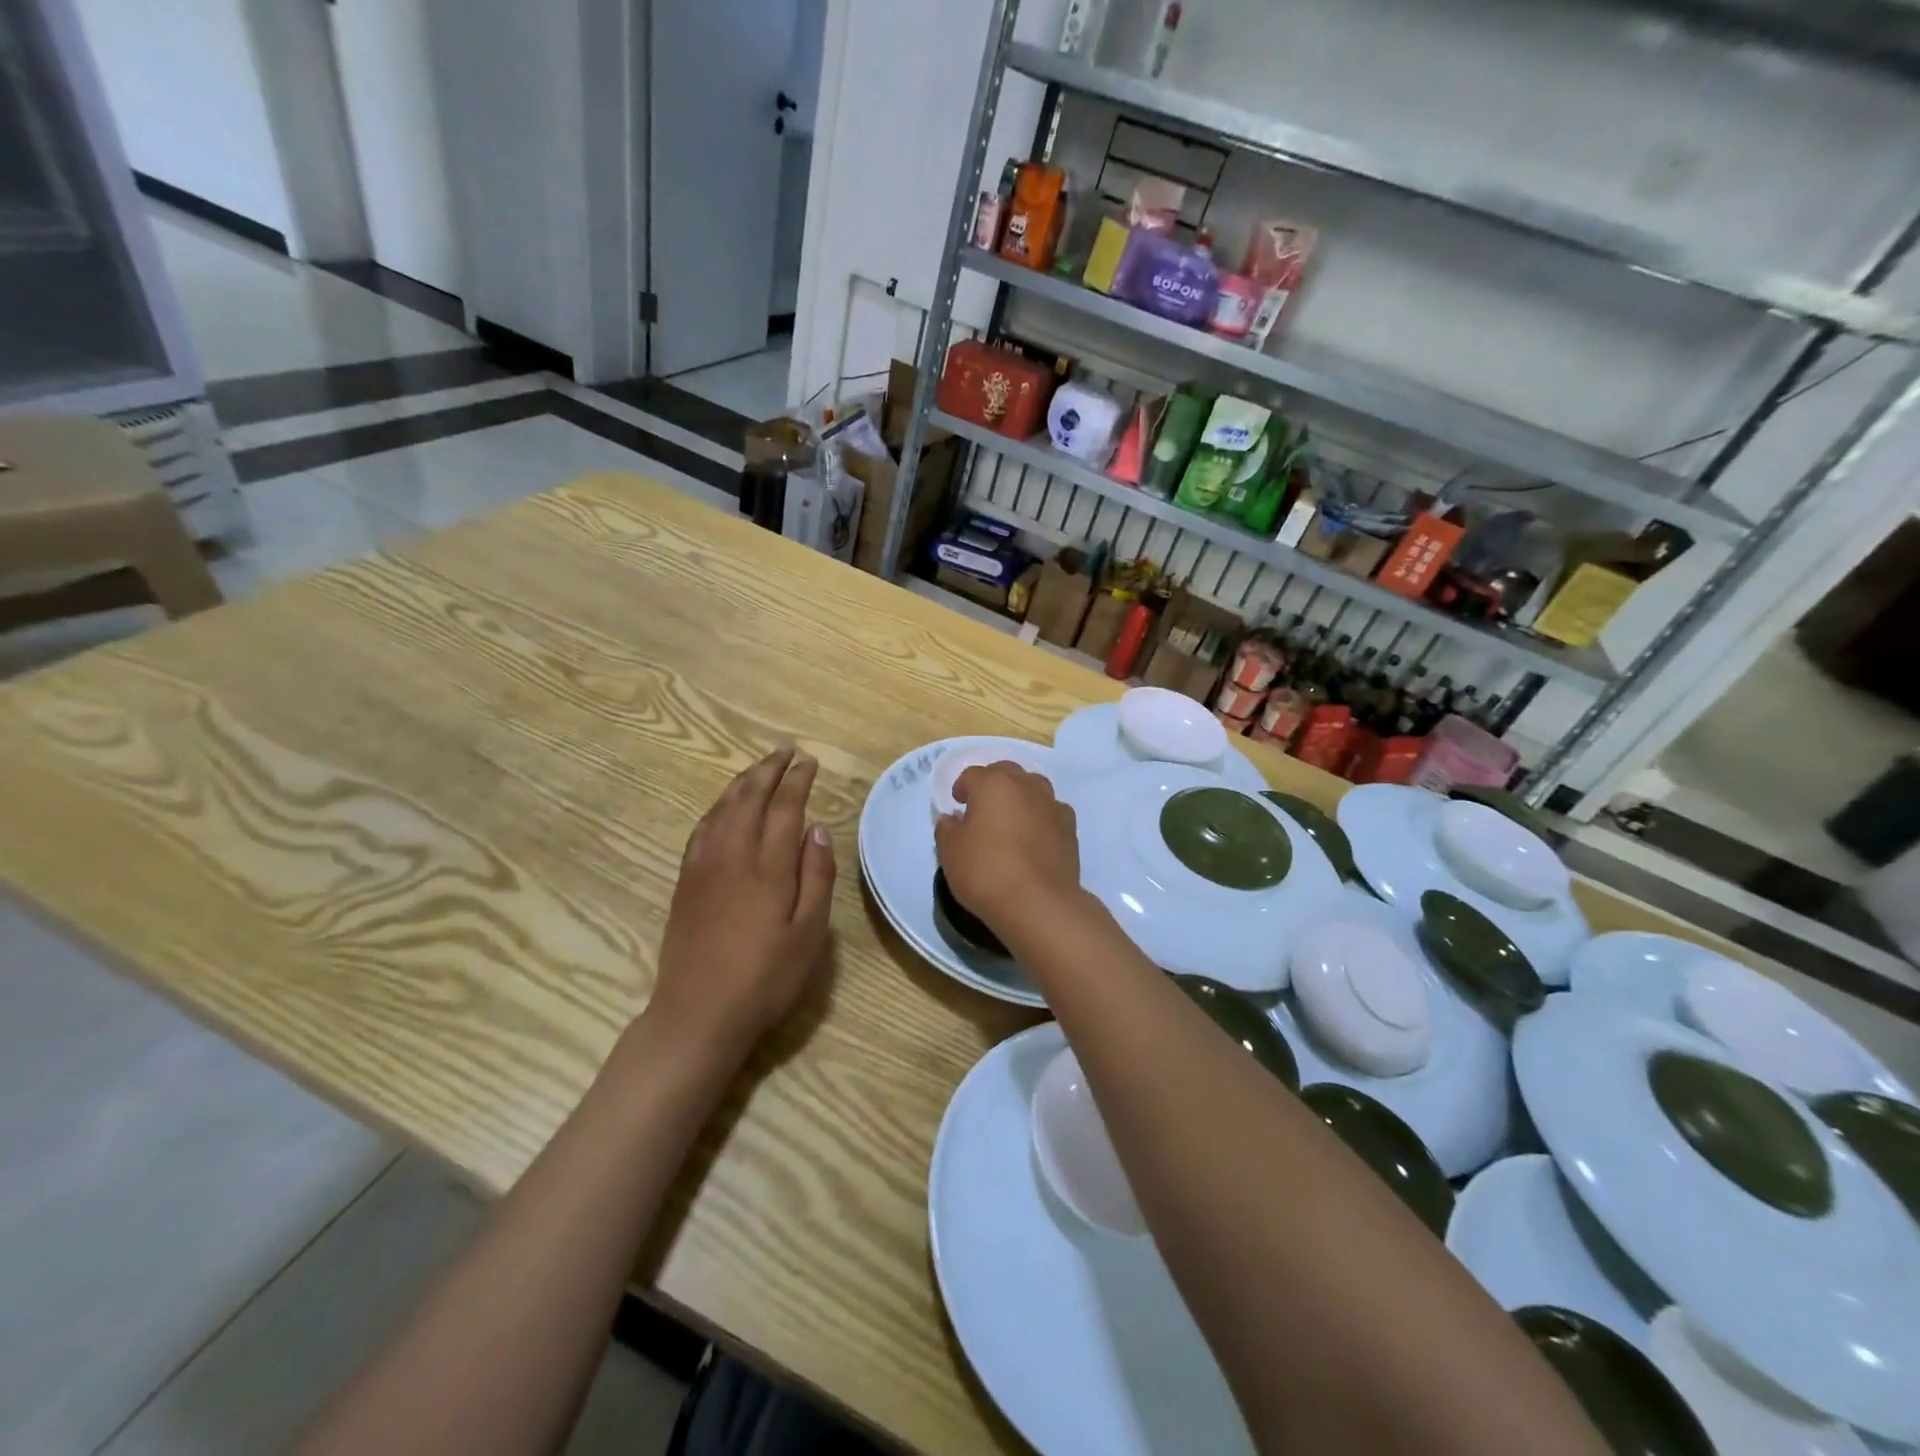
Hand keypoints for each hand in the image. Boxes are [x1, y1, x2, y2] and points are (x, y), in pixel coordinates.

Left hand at [647, 747, 836, 1063]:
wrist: (698, 1013)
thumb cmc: (765, 978)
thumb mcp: (809, 933)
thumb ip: (816, 876)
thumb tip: (816, 827)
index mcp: (768, 867)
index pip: (784, 807)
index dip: (797, 780)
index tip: (808, 761)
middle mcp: (733, 855)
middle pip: (749, 797)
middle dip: (769, 770)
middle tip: (786, 752)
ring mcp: (703, 866)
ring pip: (723, 808)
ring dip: (742, 782)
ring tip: (759, 768)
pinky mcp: (685, 881)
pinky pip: (702, 828)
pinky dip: (717, 807)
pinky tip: (725, 806)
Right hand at [934, 763, 1080, 936]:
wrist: (1037, 902)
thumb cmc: (986, 871)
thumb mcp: (950, 851)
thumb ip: (947, 829)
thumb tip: (952, 819)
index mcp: (993, 784)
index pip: (973, 775)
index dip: (962, 787)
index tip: (957, 804)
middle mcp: (1026, 786)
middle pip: (1007, 773)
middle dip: (993, 783)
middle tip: (982, 806)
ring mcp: (1052, 805)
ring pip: (1034, 787)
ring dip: (1020, 795)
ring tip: (1011, 818)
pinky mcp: (1070, 828)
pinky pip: (1052, 811)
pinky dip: (1041, 817)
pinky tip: (1035, 836)